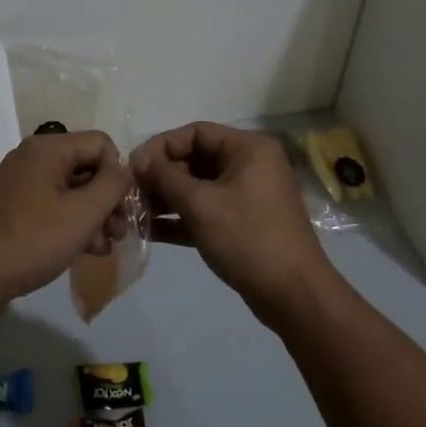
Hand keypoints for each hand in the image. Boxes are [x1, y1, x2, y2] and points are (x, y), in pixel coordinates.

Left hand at [0, 130, 131, 311]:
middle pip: (87, 167)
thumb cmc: (31, 240)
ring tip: (101, 248)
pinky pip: (54, 206)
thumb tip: (122, 171)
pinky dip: (71, 224)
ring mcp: (21, 183)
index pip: (102, 144)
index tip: (122, 209)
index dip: (118, 174)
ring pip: (73, 190)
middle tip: (117, 233)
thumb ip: (112, 185)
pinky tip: (82, 251)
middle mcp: (33, 158)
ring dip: (93, 217)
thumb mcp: (83, 213)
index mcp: (48, 148)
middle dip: (108, 200)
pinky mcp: (14, 208)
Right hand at [132, 122, 332, 323]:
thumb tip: (138, 159)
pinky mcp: (241, 224)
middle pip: (195, 159)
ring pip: (198, 188)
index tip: (133, 167)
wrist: (293, 293)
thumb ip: (165, 177)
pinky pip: (205, 211)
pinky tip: (150, 231)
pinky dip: (180, 218)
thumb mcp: (201, 204)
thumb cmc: (248, 238)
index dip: (161, 146)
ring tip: (135, 214)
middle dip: (161, 176)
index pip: (196, 132)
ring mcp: (247, 196)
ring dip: (166, 198)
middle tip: (132, 194)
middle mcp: (250, 166)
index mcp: (248, 149)